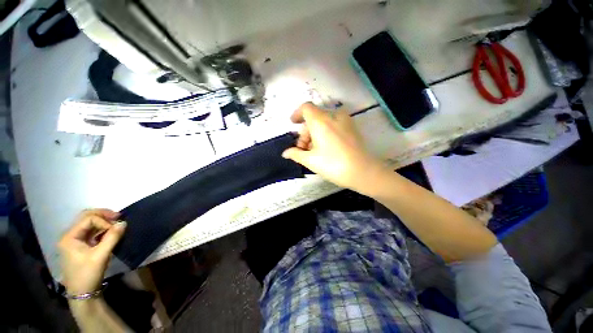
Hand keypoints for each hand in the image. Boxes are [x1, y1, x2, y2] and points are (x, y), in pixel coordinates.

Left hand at [58, 209, 125, 295]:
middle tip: (119, 217)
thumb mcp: (101, 256)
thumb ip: (112, 238)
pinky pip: (91, 232)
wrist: (82, 293)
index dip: (104, 221)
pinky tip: (110, 232)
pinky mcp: (81, 246)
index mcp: (69, 237)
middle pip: (86, 218)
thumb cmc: (87, 274)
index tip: (116, 229)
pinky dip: (102, 230)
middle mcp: (70, 236)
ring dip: (104, 222)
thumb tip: (124, 222)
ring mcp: (75, 241)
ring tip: (117, 224)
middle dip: (103, 215)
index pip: (88, 219)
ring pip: (89, 224)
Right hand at [282, 103, 384, 191]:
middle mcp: (333, 116)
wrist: (363, 171)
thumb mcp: (311, 161)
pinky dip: (326, 132)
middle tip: (303, 149)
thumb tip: (285, 153)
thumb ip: (296, 154)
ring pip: (324, 122)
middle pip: (314, 118)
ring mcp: (344, 121)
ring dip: (315, 133)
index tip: (293, 124)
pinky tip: (326, 147)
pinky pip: (334, 124)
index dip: (297, 114)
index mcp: (320, 121)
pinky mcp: (352, 127)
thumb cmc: (333, 165)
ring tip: (314, 151)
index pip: (306, 108)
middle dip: (305, 132)